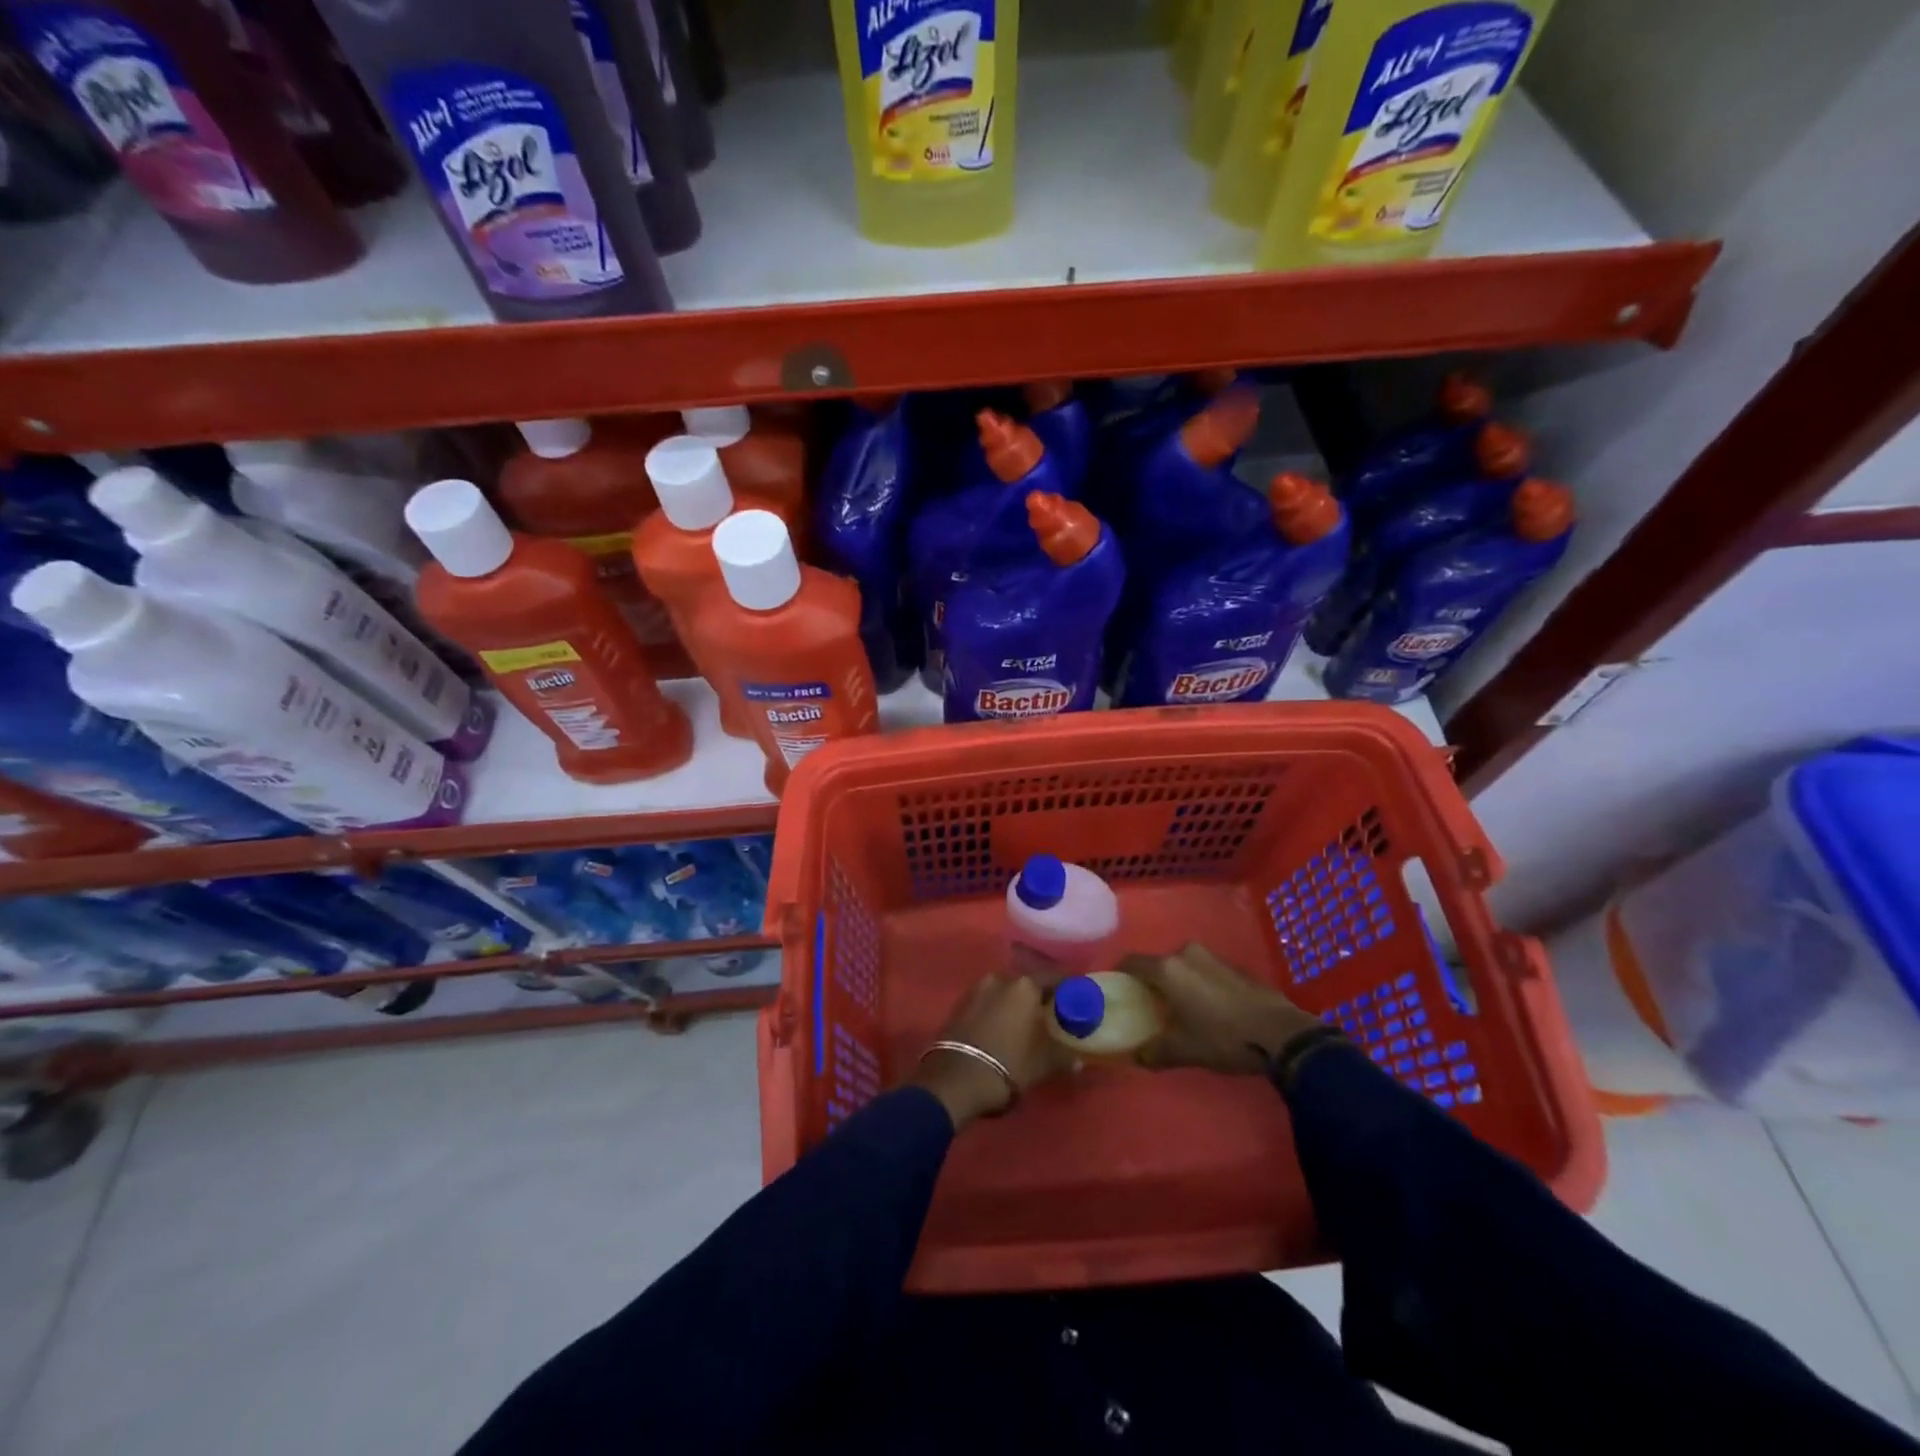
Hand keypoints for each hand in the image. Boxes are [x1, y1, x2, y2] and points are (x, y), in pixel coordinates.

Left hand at [914, 973, 1076, 1128]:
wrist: (955, 1080)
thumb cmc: (1008, 1065)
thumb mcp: (1044, 1064)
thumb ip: (1064, 1057)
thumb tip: (1078, 1060)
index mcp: (1024, 986)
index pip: (1053, 979)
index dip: (1066, 989)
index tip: (1075, 999)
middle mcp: (999, 979)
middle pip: (1026, 985)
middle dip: (1037, 998)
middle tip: (1048, 1015)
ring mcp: (975, 990)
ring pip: (1003, 993)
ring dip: (1013, 1005)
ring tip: (1023, 1025)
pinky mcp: (958, 1005)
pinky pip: (985, 1003)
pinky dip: (995, 1012)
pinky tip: (1000, 1030)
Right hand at [1124, 944, 1321, 1074]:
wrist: (1280, 1033)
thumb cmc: (1222, 1037)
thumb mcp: (1183, 1050)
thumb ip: (1154, 1052)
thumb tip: (1138, 1057)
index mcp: (1167, 969)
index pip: (1131, 961)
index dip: (1119, 973)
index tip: (1116, 989)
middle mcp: (1186, 953)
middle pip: (1158, 963)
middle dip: (1151, 981)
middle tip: (1148, 1004)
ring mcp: (1213, 957)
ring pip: (1183, 966)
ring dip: (1177, 982)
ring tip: (1179, 1008)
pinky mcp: (1234, 966)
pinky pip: (1204, 970)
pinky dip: (1198, 984)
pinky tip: (1207, 1008)